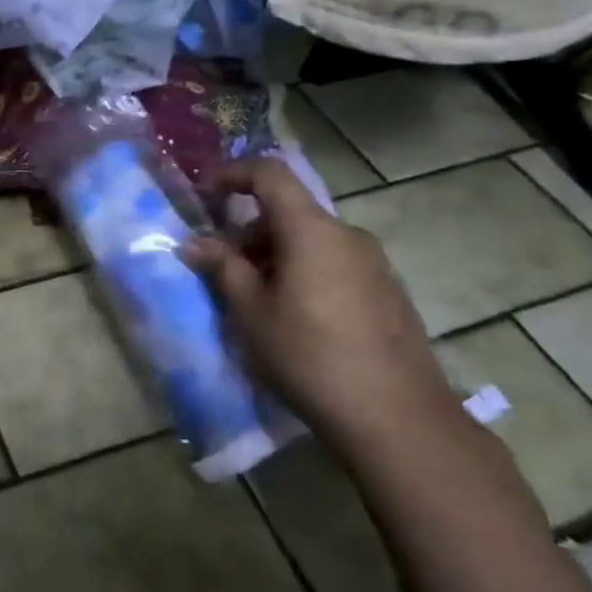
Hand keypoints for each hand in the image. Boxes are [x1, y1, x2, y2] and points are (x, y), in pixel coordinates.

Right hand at [182, 158, 467, 452]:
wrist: (397, 417)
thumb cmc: (310, 356)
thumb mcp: (252, 312)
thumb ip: (223, 268)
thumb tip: (194, 243)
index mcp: (312, 230)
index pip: (270, 174)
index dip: (232, 175)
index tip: (204, 197)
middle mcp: (347, 235)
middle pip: (289, 212)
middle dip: (248, 231)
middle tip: (221, 270)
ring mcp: (374, 263)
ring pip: (311, 240)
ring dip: (274, 256)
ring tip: (254, 301)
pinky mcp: (387, 291)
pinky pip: (334, 263)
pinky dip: (303, 272)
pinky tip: (295, 318)